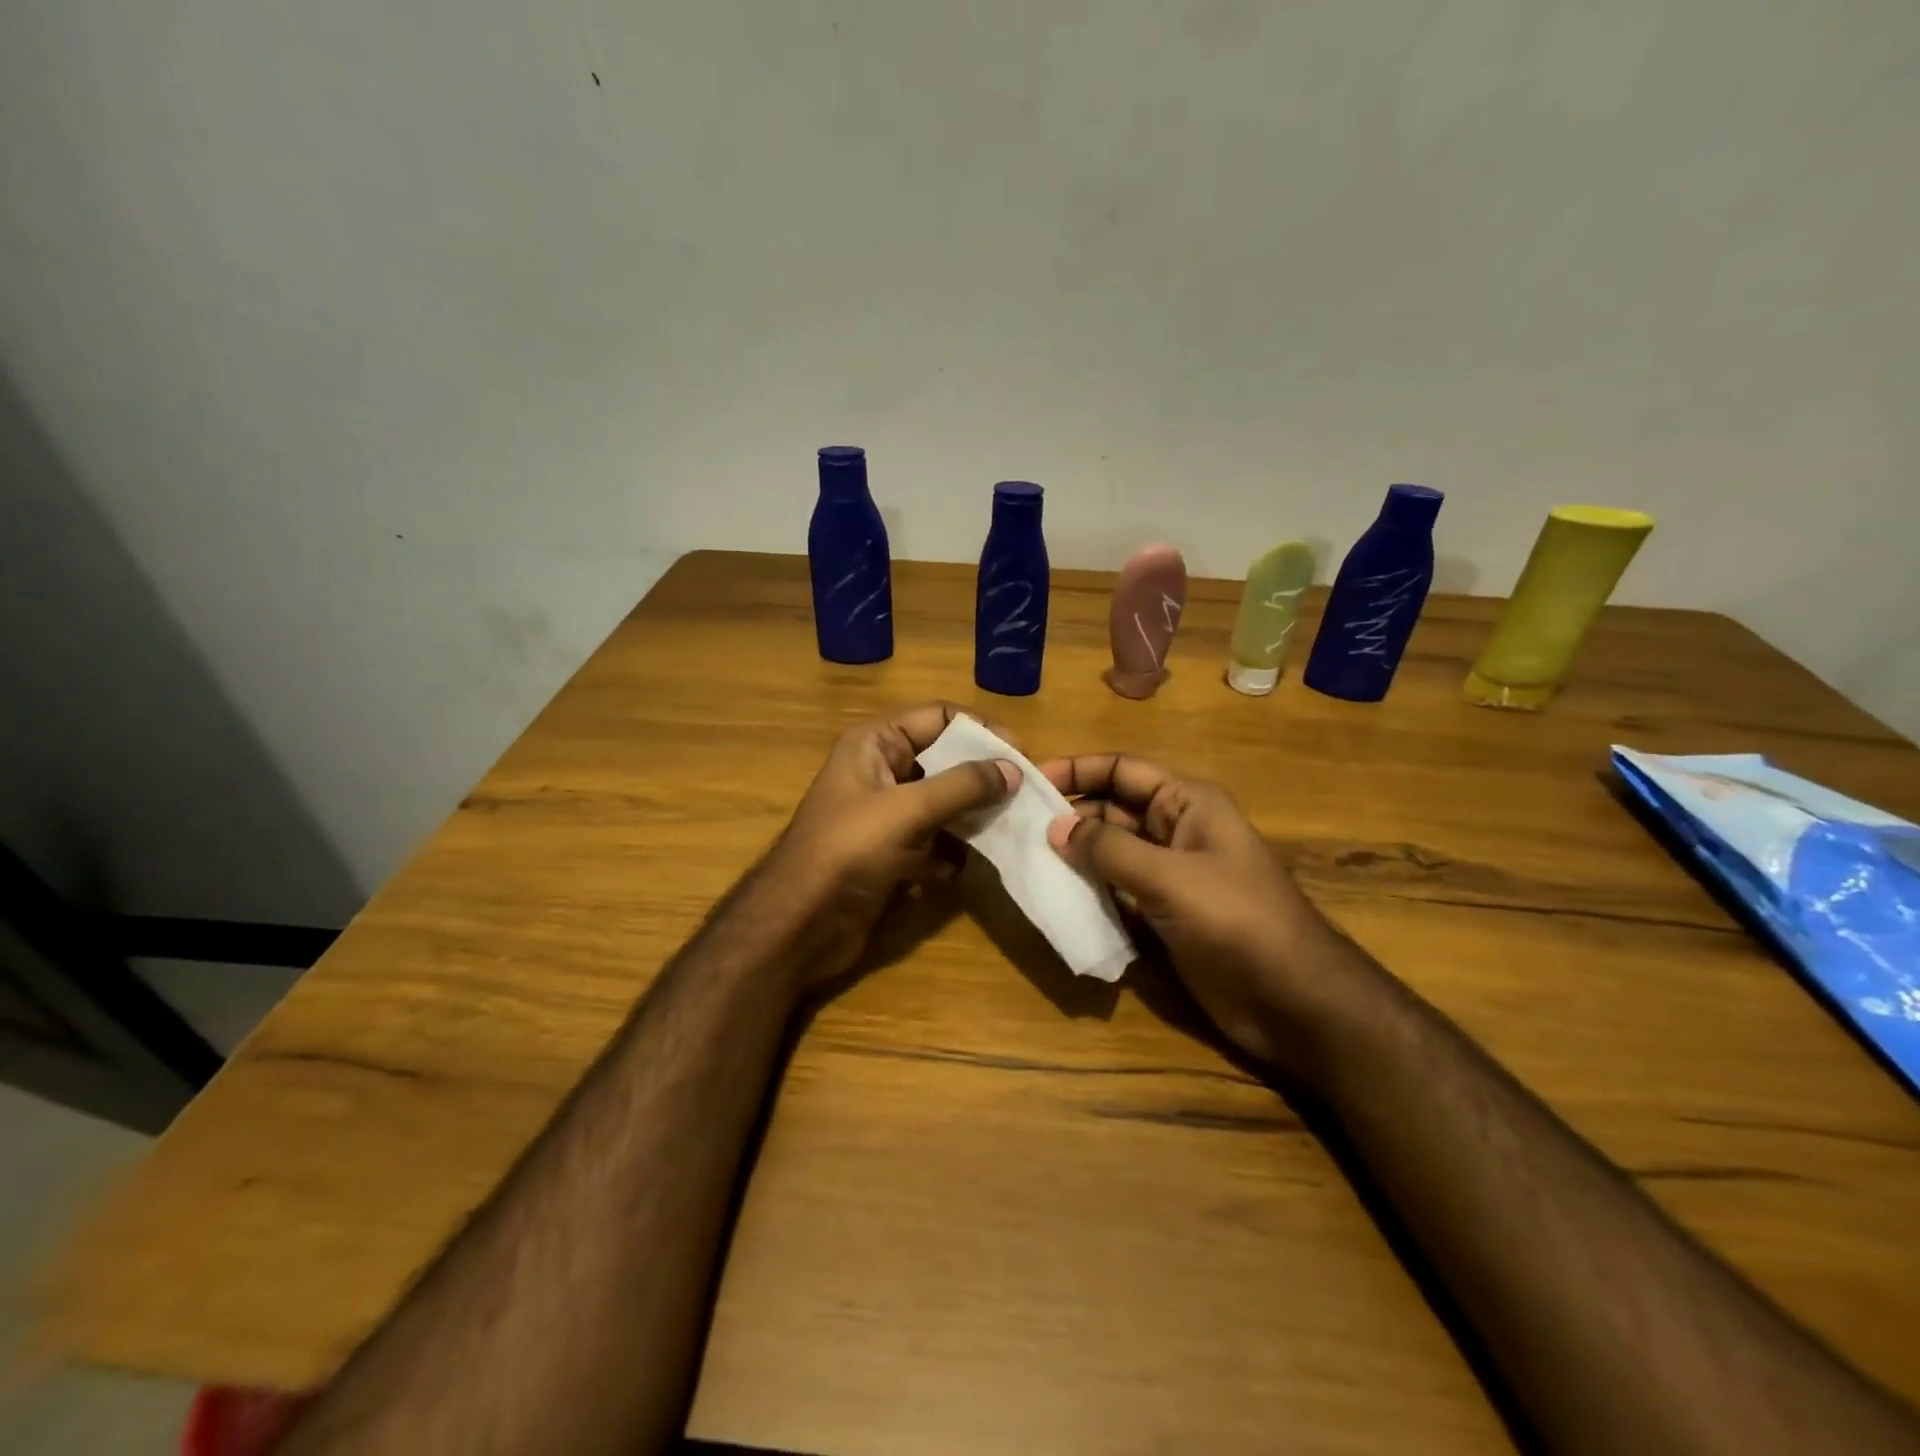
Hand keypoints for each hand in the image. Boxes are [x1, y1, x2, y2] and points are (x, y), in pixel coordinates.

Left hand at [765, 703, 1017, 984]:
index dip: (980, 730)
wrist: (800, 925)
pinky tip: (962, 869)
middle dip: (983, 777)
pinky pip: (934, 843)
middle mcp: (881, 772)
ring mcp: (887, 816)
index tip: (1021, 755)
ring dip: (972, 817)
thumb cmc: (848, 850)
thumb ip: (963, 786)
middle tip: (1024, 795)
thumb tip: (1013, 769)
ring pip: (944, 804)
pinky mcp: (893, 854)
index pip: (939, 717)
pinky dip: (951, 854)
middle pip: (945, 761)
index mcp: (875, 744)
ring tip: (1008, 829)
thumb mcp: (908, 809)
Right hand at [1037, 753, 1354, 1070]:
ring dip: (1074, 856)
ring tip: (1027, 861)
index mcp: (1187, 803)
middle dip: (1069, 815)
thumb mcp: (1169, 877)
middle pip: (1112, 809)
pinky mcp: (1163, 914)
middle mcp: (1175, 830)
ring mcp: (1169, 875)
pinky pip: (1116, 890)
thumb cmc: (1237, 921)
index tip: (1029, 780)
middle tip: (1018, 828)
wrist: (1293, 1001)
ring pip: (1110, 852)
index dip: (1077, 770)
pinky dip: (1089, 891)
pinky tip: (1056, 897)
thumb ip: (1109, 849)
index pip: (1122, 770)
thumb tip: (1055, 827)